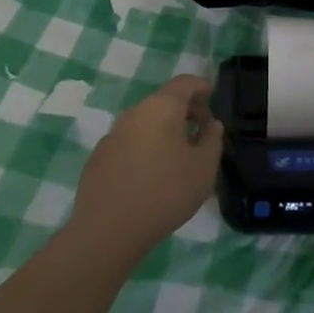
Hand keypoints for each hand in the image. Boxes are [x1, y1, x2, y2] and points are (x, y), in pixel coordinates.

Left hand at [69, 75, 223, 261]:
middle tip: (202, 132)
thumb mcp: (204, 167)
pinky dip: (146, 147)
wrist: (108, 230)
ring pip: (146, 122)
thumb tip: (211, 124)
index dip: (201, 86)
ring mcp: (113, 135)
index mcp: (161, 108)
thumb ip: (212, 139)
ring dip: (165, 130)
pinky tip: (152, 174)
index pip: (184, 83)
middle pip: (164, 101)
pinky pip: (130, 142)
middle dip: (186, 110)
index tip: (213, 96)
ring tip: (180, 156)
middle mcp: (134, 113)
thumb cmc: (165, 192)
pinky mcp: (99, 158)